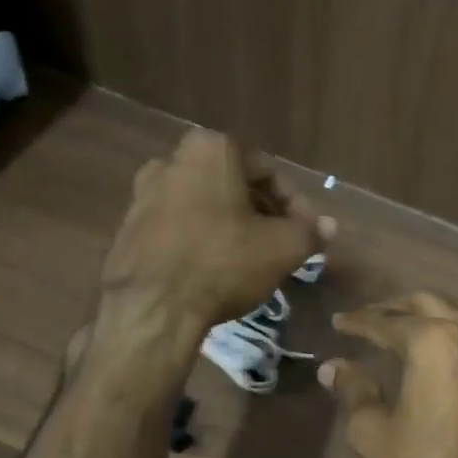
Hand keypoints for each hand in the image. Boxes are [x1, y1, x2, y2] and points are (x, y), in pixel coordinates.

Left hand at [99, 129, 332, 339]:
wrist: (152, 307)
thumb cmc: (224, 263)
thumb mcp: (283, 248)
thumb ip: (310, 232)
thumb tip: (329, 226)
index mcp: (211, 150)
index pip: (268, 172)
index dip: (295, 205)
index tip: (306, 234)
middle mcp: (171, 160)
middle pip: (233, 186)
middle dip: (262, 214)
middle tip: (281, 246)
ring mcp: (143, 194)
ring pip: (204, 206)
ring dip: (231, 227)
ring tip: (250, 261)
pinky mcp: (128, 229)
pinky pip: (178, 228)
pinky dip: (200, 241)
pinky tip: (215, 271)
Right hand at [320, 292, 457, 457]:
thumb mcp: (374, 435)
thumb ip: (353, 391)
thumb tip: (333, 366)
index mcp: (434, 343)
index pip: (388, 322)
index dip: (359, 322)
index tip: (339, 323)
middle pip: (428, 304)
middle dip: (394, 308)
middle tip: (369, 319)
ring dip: (433, 312)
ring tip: (409, 326)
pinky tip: (446, 349)